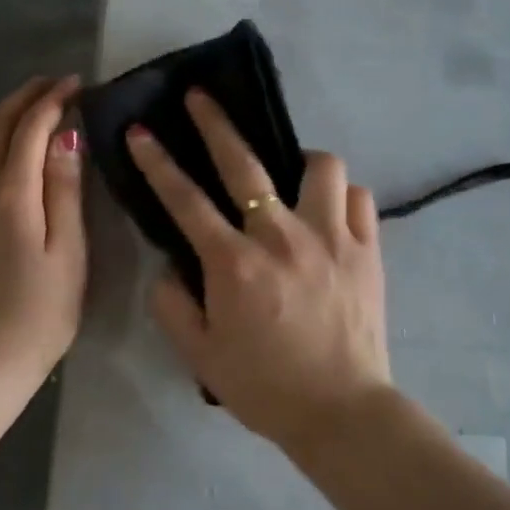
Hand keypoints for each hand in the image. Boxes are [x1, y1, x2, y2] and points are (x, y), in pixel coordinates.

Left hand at [0, 76, 86, 388]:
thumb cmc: (41, 310)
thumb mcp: (68, 250)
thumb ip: (64, 189)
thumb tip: (66, 136)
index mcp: (10, 193)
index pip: (30, 128)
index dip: (53, 100)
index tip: (77, 83)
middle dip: (24, 98)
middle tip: (52, 84)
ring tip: (23, 115)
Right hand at [126, 91, 392, 454]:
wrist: (341, 412)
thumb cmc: (265, 386)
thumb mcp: (200, 355)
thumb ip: (173, 305)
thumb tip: (170, 267)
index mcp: (235, 263)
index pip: (185, 200)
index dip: (158, 162)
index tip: (141, 131)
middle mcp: (282, 236)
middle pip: (245, 163)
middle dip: (215, 123)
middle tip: (201, 97)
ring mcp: (331, 237)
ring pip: (321, 166)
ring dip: (301, 164)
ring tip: (293, 178)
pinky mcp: (368, 249)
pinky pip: (359, 198)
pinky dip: (343, 198)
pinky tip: (333, 214)